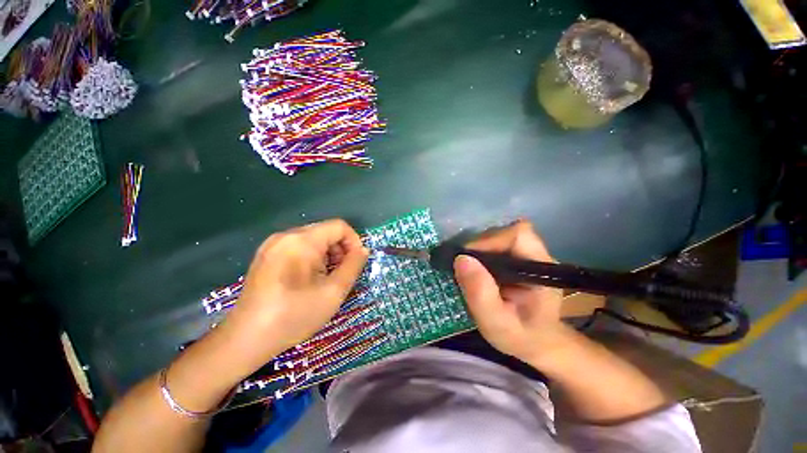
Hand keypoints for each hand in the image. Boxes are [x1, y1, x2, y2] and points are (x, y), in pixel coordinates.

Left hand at [221, 219, 368, 372]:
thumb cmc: (294, 315)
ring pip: (313, 240)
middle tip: (342, 275)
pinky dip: (312, 259)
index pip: (339, 226)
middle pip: (325, 232)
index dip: (354, 242)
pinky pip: (299, 248)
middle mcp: (285, 236)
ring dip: (327, 256)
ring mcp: (273, 245)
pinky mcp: (267, 255)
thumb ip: (354, 265)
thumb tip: (363, 250)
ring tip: (326, 279)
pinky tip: (309, 280)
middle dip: (340, 250)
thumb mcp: (334, 291)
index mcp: (301, 240)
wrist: (246, 339)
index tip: (356, 263)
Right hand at [453, 219, 567, 365]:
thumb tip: (461, 259)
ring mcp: (525, 254)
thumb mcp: (498, 324)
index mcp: (540, 268)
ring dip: (477, 251)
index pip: (516, 235)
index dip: (489, 241)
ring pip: (496, 237)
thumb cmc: (521, 337)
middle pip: (503, 233)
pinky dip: (478, 254)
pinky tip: (474, 271)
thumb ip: (481, 295)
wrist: (536, 342)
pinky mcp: (514, 258)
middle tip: (463, 270)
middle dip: (478, 247)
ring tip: (467, 273)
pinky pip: (493, 245)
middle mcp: (535, 255)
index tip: (468, 259)